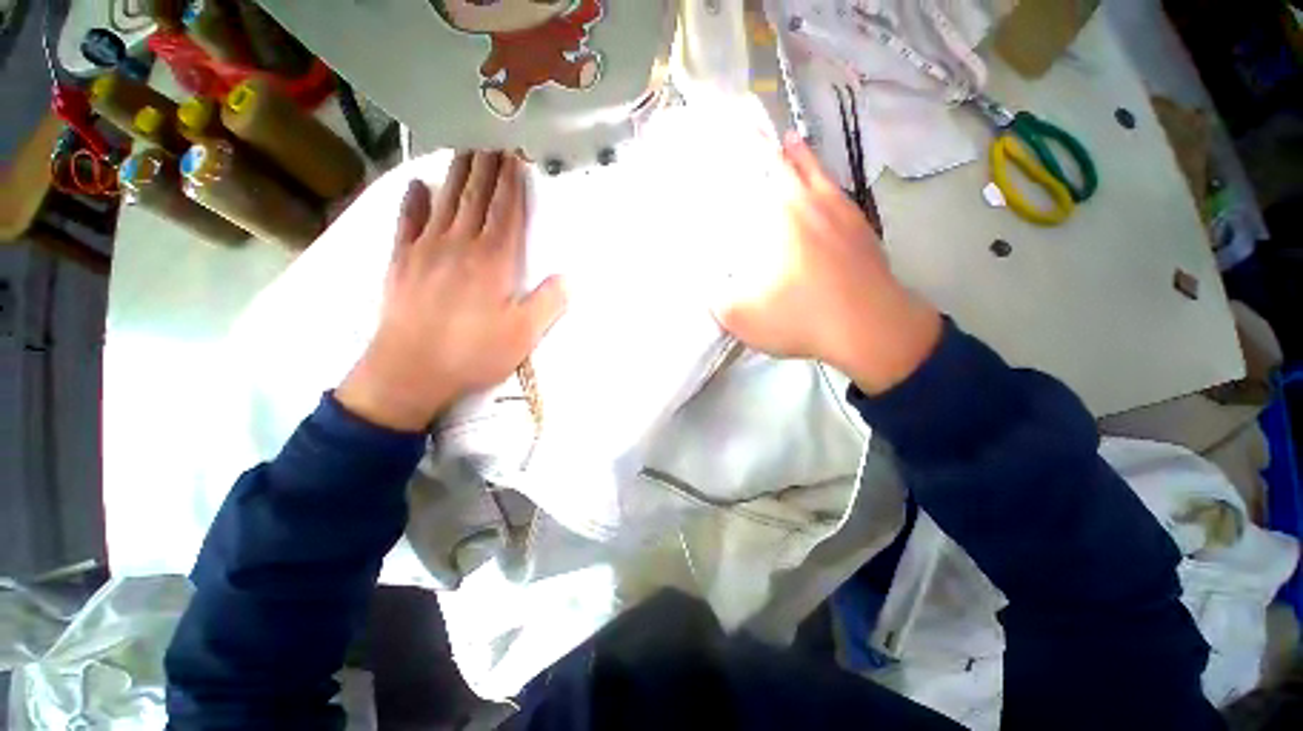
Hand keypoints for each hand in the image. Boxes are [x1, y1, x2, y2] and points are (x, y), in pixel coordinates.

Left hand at [337, 152, 566, 431]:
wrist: (411, 371)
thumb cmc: (474, 353)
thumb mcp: (524, 335)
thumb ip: (548, 303)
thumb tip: (568, 278)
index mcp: (494, 261)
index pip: (506, 212)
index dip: (512, 184)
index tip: (515, 156)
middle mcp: (460, 245)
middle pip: (476, 198)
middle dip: (486, 168)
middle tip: (491, 139)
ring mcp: (426, 250)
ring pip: (445, 202)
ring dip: (456, 174)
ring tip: (464, 149)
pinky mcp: (401, 262)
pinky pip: (407, 222)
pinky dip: (412, 202)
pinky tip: (417, 186)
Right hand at [713, 133, 941, 394]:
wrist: (869, 329)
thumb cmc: (799, 317)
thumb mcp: (740, 316)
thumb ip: (714, 295)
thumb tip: (705, 279)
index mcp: (775, 216)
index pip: (751, 175)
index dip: (737, 156)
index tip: (724, 141)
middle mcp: (808, 201)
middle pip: (785, 164)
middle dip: (767, 148)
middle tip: (752, 135)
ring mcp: (840, 210)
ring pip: (816, 171)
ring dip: (800, 155)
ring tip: (789, 140)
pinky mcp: (861, 226)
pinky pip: (837, 191)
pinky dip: (826, 180)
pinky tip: (822, 183)